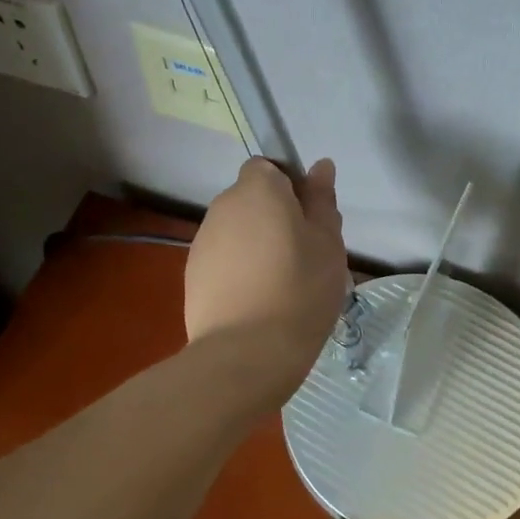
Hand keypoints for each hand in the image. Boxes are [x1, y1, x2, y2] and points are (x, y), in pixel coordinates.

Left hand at [185, 156, 346, 387]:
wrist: (247, 351)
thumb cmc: (300, 289)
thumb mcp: (328, 244)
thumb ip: (322, 201)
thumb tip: (320, 166)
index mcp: (258, 190)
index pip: (268, 168)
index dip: (288, 188)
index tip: (308, 220)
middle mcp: (222, 207)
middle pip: (251, 200)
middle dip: (273, 218)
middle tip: (302, 255)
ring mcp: (202, 242)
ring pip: (236, 232)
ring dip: (255, 246)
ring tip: (279, 284)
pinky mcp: (191, 275)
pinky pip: (222, 260)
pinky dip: (237, 271)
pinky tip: (256, 302)